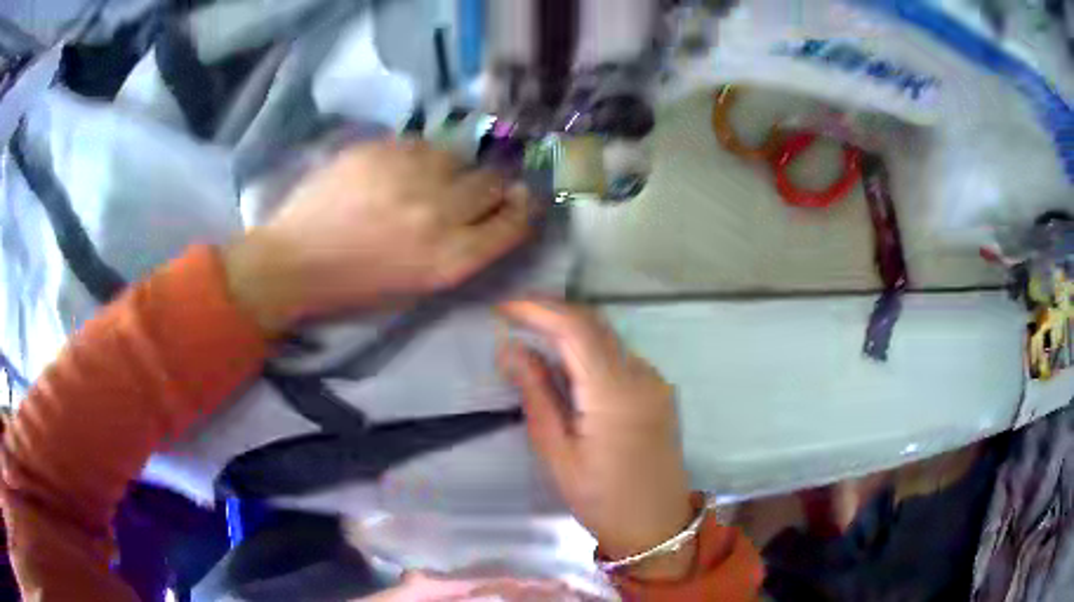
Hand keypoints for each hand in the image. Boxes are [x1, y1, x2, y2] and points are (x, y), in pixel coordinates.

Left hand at [224, 139, 531, 333]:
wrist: (295, 262)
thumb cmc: (357, 285)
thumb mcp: (421, 283)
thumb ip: (463, 247)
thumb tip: (491, 208)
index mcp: (450, 259)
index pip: (515, 222)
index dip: (522, 207)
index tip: (519, 197)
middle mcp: (440, 214)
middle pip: (494, 181)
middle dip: (488, 184)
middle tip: (467, 187)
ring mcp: (410, 176)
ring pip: (458, 155)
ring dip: (450, 166)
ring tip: (422, 179)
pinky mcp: (382, 150)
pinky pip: (421, 143)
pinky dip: (417, 155)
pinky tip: (394, 170)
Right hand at [497, 299, 696, 580]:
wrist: (657, 524)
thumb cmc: (601, 498)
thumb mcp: (557, 453)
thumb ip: (537, 395)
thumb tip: (512, 350)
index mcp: (615, 393)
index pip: (576, 329)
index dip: (539, 309)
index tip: (504, 307)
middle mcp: (642, 375)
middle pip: (595, 324)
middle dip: (553, 311)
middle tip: (513, 314)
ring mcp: (655, 381)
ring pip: (608, 337)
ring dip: (571, 330)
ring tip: (532, 335)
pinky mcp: (658, 390)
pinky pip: (620, 356)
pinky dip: (590, 350)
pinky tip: (567, 365)